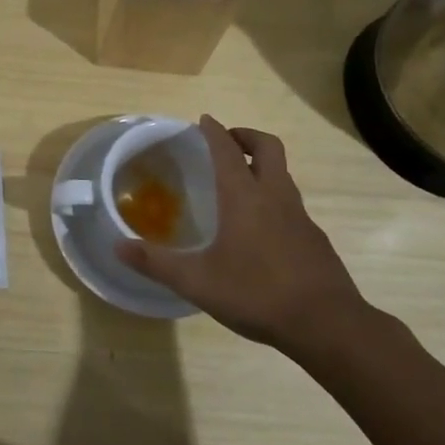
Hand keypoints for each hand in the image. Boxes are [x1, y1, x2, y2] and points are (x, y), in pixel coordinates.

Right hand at [116, 116, 369, 354]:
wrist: (327, 324)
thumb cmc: (257, 294)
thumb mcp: (197, 282)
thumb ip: (156, 263)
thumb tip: (117, 247)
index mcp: (244, 197)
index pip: (227, 150)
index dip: (214, 132)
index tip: (204, 120)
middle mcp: (275, 196)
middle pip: (267, 147)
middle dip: (246, 136)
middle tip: (226, 142)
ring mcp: (300, 216)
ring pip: (282, 174)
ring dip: (262, 167)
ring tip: (239, 183)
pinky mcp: (314, 238)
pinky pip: (291, 204)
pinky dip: (273, 199)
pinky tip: (260, 229)